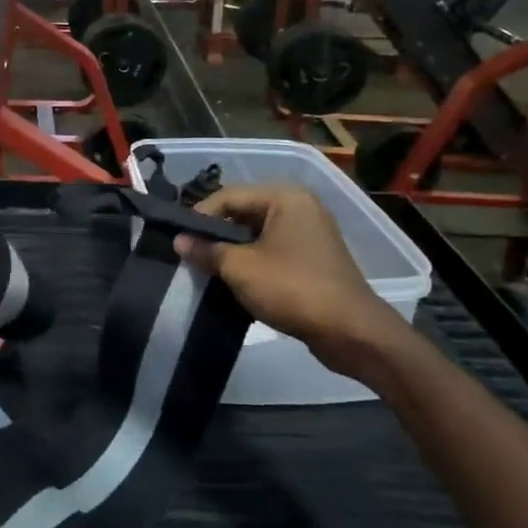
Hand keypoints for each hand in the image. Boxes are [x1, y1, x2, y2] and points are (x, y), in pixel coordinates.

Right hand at [173, 186, 409, 364]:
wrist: (350, 331)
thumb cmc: (292, 288)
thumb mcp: (240, 268)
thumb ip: (207, 251)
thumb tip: (179, 241)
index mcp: (285, 197)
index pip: (229, 196)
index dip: (199, 216)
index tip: (178, 241)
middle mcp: (299, 207)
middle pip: (243, 213)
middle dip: (216, 234)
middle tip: (190, 255)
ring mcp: (309, 234)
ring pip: (257, 235)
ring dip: (232, 251)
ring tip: (207, 270)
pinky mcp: (313, 259)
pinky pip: (272, 251)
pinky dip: (252, 263)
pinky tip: (233, 281)